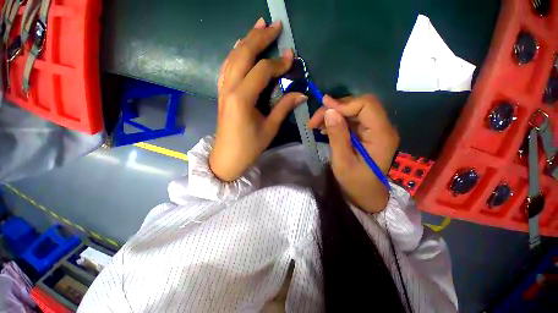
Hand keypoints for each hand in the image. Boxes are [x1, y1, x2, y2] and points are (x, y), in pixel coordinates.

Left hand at [210, 17, 307, 181]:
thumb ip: (284, 108)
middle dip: (260, 38)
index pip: (262, 71)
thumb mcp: (269, 128)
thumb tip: (301, 94)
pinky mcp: (221, 93)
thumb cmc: (249, 147)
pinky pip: (227, 67)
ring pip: (233, 57)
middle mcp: (229, 88)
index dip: (278, 63)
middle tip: (274, 25)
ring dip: (246, 40)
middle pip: (244, 55)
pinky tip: (239, 46)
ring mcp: (222, 89)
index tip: (292, 57)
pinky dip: (234, 54)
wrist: (227, 157)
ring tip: (258, 26)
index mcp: (242, 98)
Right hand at [308, 95, 399, 212]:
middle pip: (360, 105)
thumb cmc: (355, 182)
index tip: (322, 108)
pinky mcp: (367, 134)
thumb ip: (337, 136)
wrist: (366, 195)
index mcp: (381, 135)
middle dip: (336, 108)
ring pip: (354, 110)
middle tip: (316, 119)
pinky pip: (352, 120)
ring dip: (334, 114)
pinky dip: (337, 121)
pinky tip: (326, 129)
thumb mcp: (343, 161)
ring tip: (317, 125)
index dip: (343, 104)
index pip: (366, 105)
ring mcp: (375, 130)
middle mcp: (382, 128)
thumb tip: (329, 111)